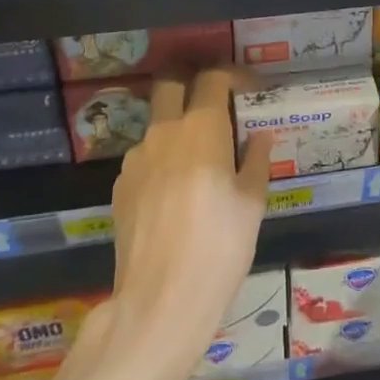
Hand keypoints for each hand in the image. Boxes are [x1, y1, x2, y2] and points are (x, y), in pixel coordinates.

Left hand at [104, 68, 272, 379]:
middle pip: (171, 83)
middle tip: (215, 100)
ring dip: (178, 127)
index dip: (234, 75)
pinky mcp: (120, 186)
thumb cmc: (219, 249)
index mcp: (201, 130)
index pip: (214, 78)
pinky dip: (163, 160)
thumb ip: (256, 160)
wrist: (158, 303)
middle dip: (192, 81)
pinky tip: (176, 194)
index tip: (250, 88)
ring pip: (157, 124)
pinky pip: (145, 158)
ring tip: (199, 161)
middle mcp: (164, 133)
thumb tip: (259, 136)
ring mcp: (136, 159)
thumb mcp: (252, 204)